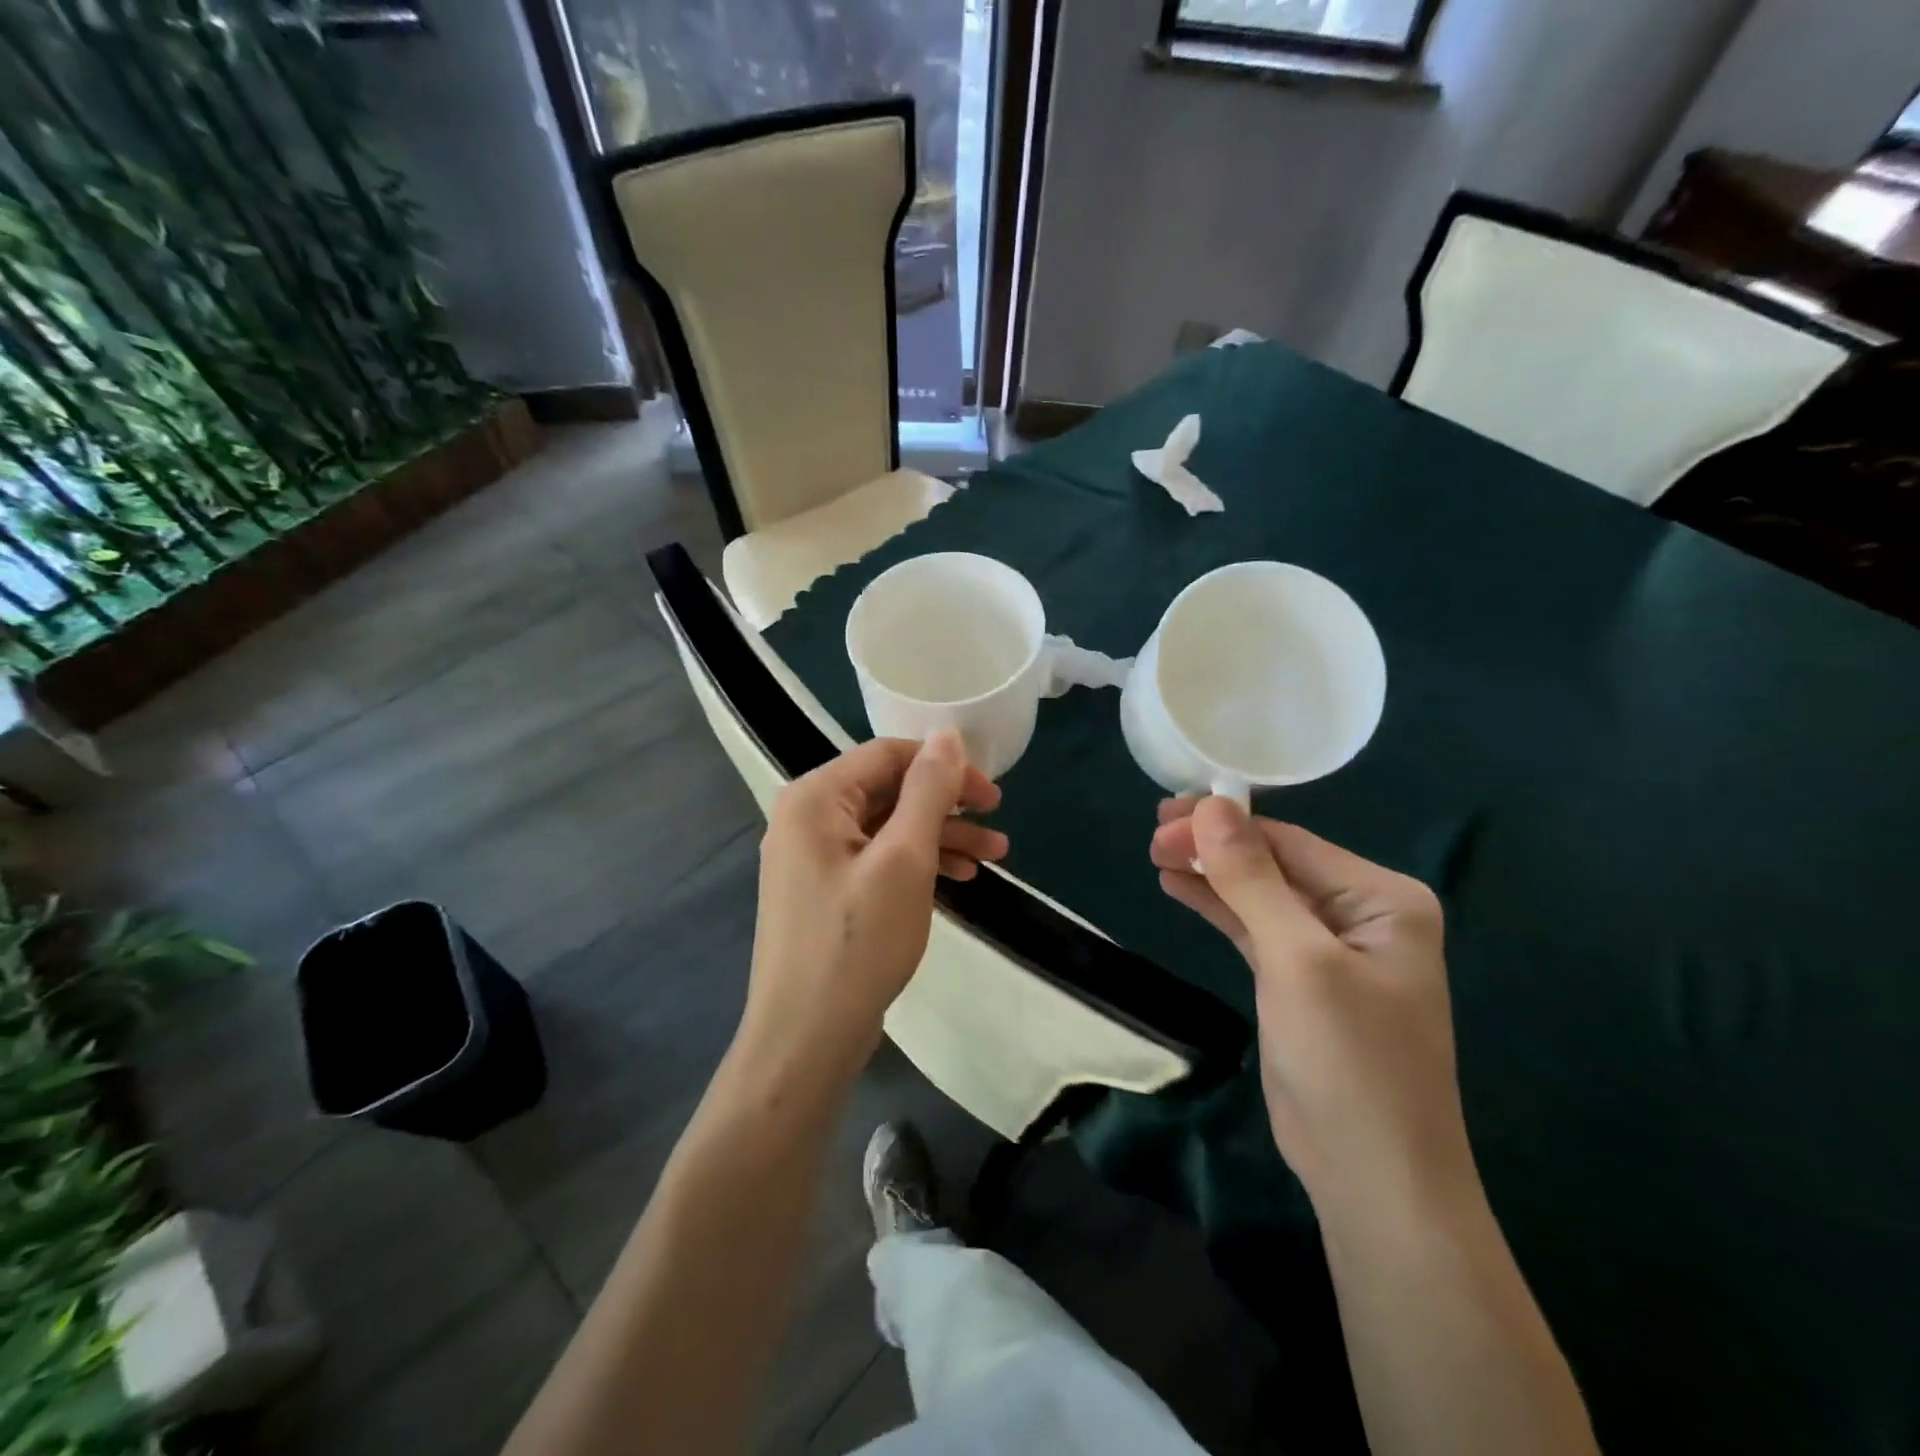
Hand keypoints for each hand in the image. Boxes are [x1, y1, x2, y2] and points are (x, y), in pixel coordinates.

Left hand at [741, 733, 1005, 1080]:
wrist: (806, 1038)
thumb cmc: (858, 942)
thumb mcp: (905, 859)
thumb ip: (928, 790)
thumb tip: (948, 735)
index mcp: (815, 797)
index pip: (887, 755)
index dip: (944, 766)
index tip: (992, 796)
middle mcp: (807, 818)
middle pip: (888, 790)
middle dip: (947, 806)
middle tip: (997, 826)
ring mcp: (813, 857)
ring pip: (888, 827)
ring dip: (940, 837)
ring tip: (994, 858)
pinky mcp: (826, 890)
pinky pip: (877, 858)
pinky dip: (917, 863)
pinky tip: (958, 878)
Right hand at [1151, 797, 1473, 1219]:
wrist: (1373, 1178)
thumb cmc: (1348, 1060)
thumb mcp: (1297, 960)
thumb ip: (1251, 879)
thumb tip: (1210, 805)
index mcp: (1384, 898)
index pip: (1291, 843)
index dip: (1225, 826)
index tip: (1163, 819)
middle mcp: (1362, 914)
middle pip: (1273, 864)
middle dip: (1213, 848)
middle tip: (1153, 838)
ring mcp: (1330, 950)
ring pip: (1259, 894)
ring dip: (1210, 874)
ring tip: (1155, 855)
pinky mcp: (1300, 981)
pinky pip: (1254, 928)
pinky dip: (1217, 908)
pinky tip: (1178, 887)